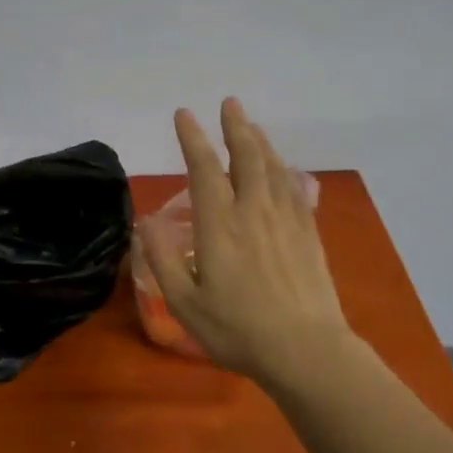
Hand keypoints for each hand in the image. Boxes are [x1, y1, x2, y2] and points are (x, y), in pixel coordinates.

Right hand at [138, 98, 357, 388]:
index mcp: (219, 225)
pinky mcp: (308, 234)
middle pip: (246, 157)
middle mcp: (253, 211)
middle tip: (229, 103)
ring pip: (273, 167)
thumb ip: (162, 260)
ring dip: (260, 141)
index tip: (184, 114)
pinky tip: (282, 167)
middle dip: (235, 126)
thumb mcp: (184, 302)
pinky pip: (294, 189)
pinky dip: (284, 169)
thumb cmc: (237, 329)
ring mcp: (285, 220)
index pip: (204, 168)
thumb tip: (144, 223)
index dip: (193, 138)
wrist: (305, 350)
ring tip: (250, 125)